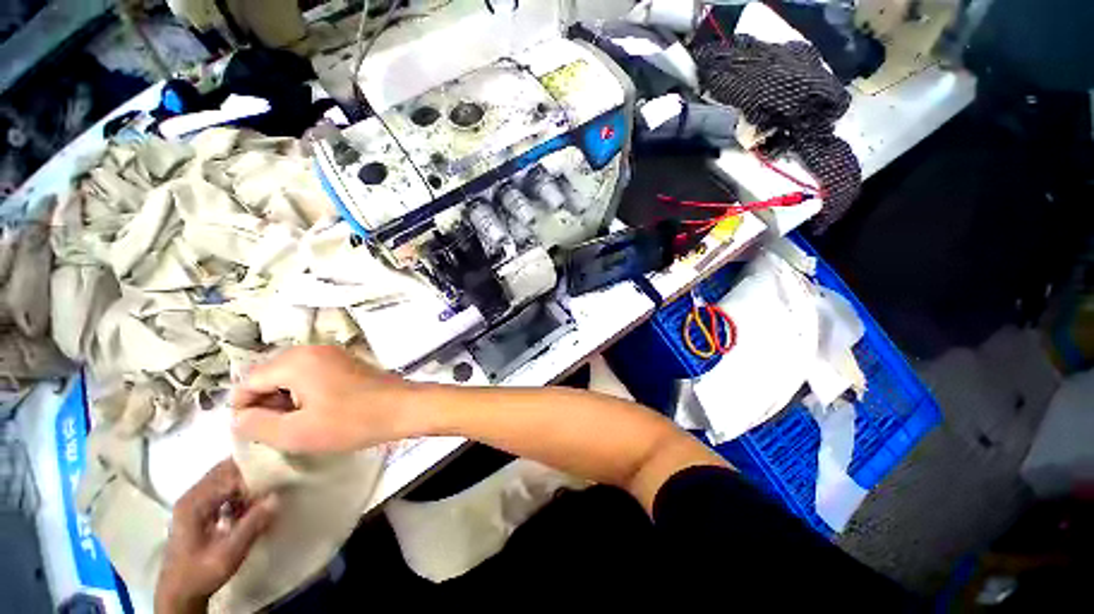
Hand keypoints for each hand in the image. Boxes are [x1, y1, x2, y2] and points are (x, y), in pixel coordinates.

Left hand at [155, 461, 277, 613]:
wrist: (179, 593)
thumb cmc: (201, 573)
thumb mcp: (229, 554)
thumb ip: (252, 525)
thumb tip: (276, 497)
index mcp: (194, 503)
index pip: (229, 476)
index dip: (253, 478)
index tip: (275, 484)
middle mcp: (191, 496)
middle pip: (224, 471)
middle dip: (250, 473)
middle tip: (274, 480)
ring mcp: (192, 502)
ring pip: (223, 478)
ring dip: (244, 483)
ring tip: (263, 495)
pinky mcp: (197, 509)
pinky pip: (221, 489)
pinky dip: (238, 492)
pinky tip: (248, 506)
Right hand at [230, 345, 417, 452]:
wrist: (403, 407)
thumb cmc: (352, 421)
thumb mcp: (298, 432)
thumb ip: (257, 425)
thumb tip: (238, 417)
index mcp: (296, 361)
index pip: (249, 381)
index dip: (242, 409)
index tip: (252, 433)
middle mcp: (312, 350)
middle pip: (269, 375)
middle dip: (265, 403)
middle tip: (278, 431)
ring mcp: (332, 354)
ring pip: (290, 377)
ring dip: (285, 400)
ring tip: (298, 425)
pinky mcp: (346, 363)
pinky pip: (311, 375)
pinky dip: (304, 393)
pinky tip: (317, 412)